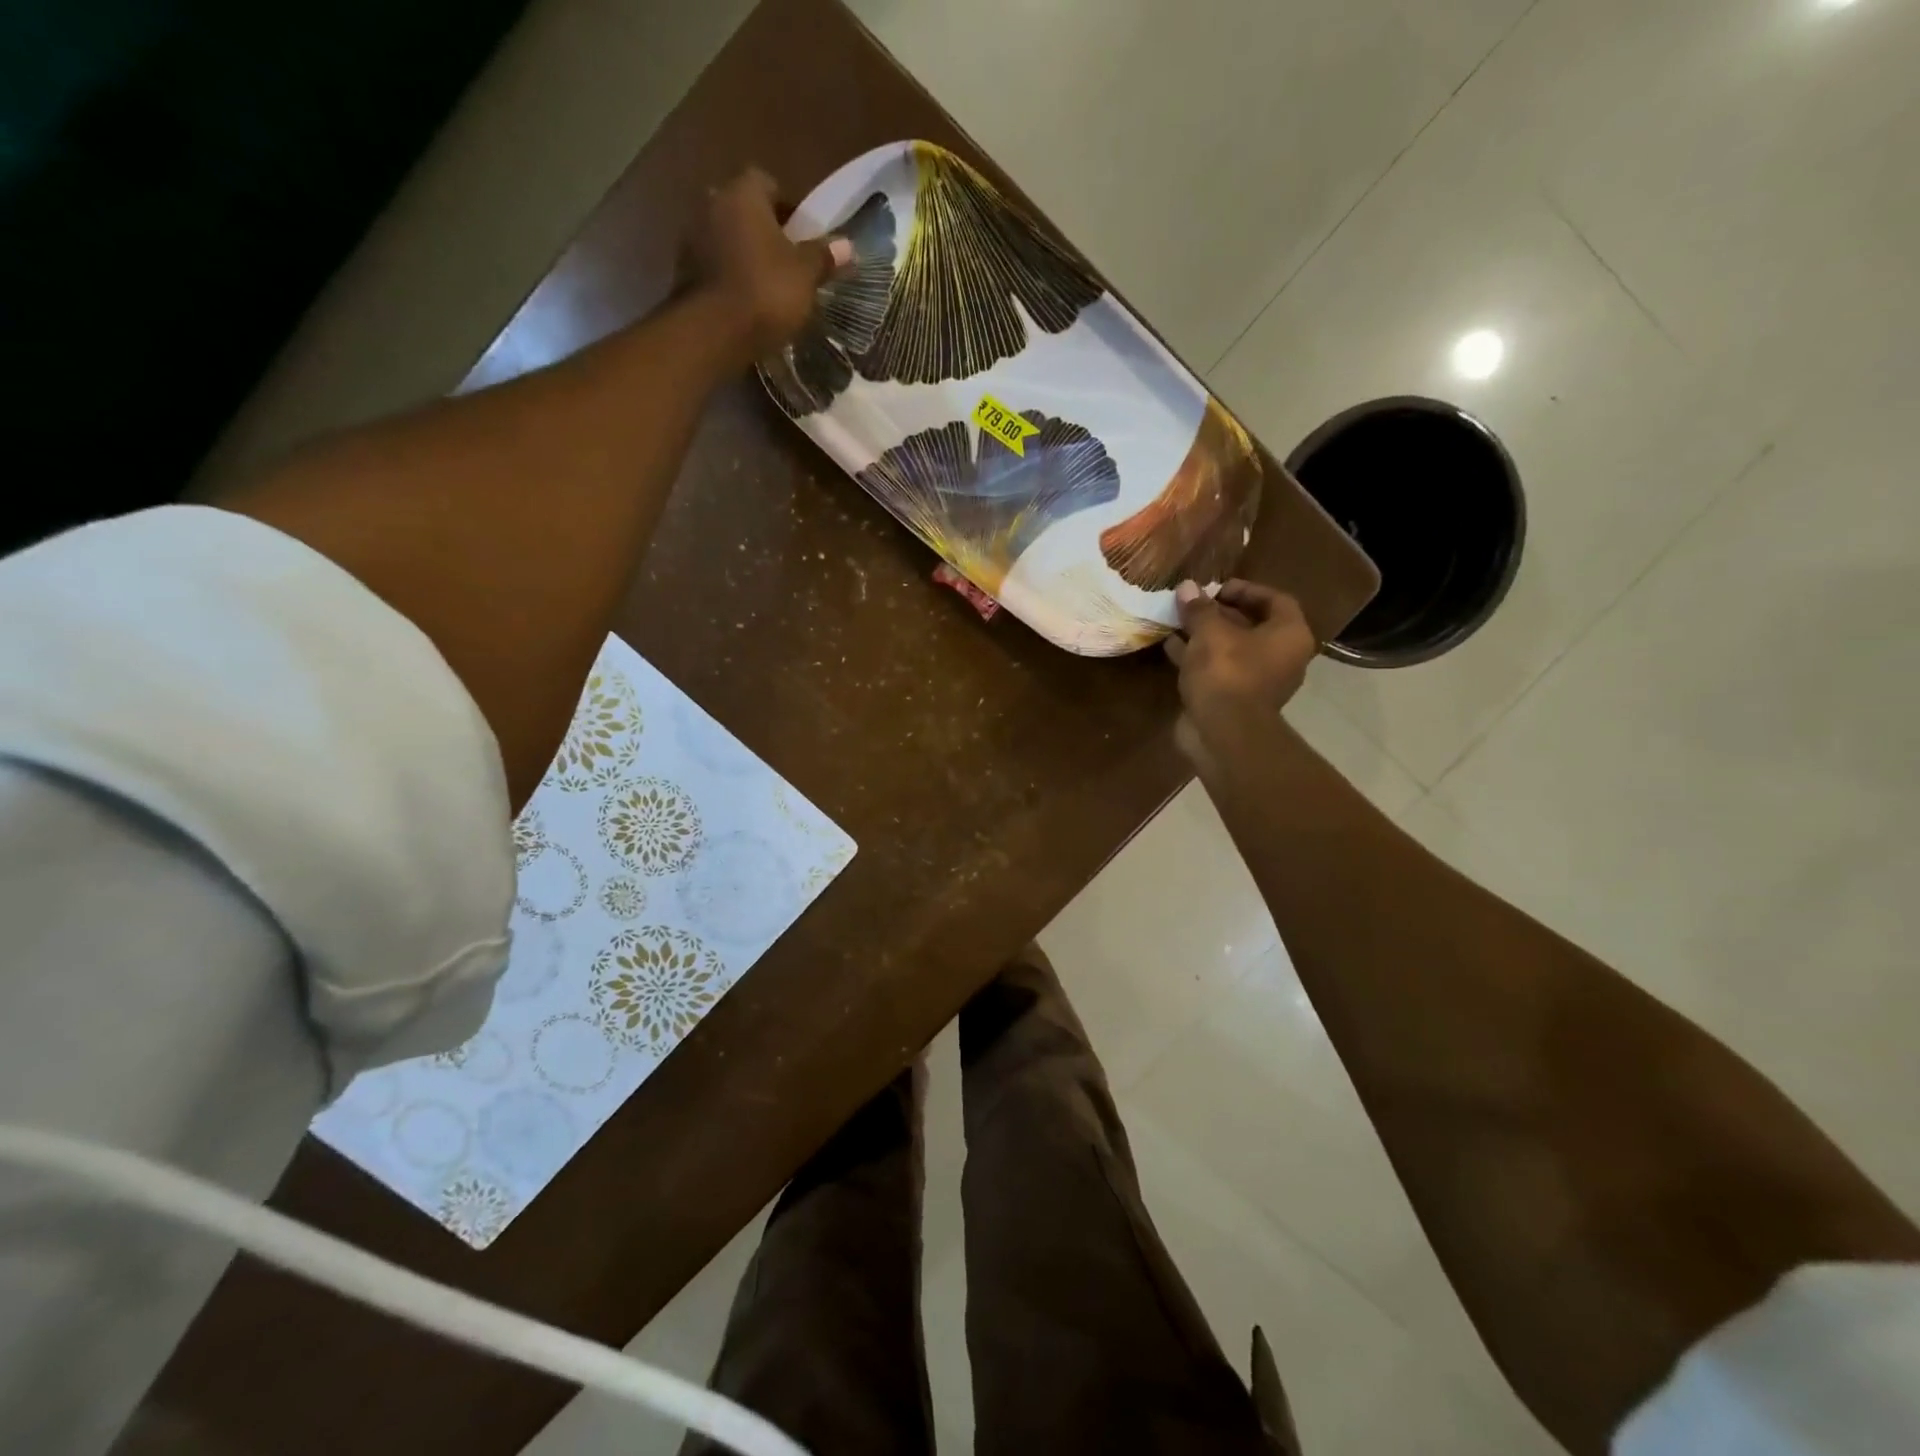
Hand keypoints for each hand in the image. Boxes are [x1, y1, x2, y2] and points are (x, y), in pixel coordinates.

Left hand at [687, 168, 849, 356]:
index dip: (788, 209)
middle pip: (744, 210)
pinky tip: (744, 301)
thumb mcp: (805, 275)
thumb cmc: (766, 291)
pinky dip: (728, 276)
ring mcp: (691, 236)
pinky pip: (713, 265)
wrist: (714, 332)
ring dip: (744, 254)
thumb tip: (848, 246)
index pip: (768, 184)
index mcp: (743, 193)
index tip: (801, 236)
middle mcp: (712, 203)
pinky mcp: (682, 270)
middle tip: (786, 262)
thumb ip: (824, 256)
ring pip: (727, 237)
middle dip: (763, 231)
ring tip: (766, 286)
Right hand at [1166, 579, 1315, 764]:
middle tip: (1193, 604)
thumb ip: (1199, 609)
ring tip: (1177, 621)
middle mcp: (1281, 657)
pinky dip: (1198, 657)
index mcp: (1289, 635)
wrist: (1223, 732)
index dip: (1246, 590)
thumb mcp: (1210, 632)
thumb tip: (1187, 587)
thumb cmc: (1227, 673)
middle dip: (1220, 613)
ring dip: (1205, 635)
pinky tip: (1171, 646)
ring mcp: (1259, 681)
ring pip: (1231, 649)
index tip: (1216, 588)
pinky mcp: (1235, 699)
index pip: (1275, 600)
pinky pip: (1218, 669)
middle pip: (1252, 625)